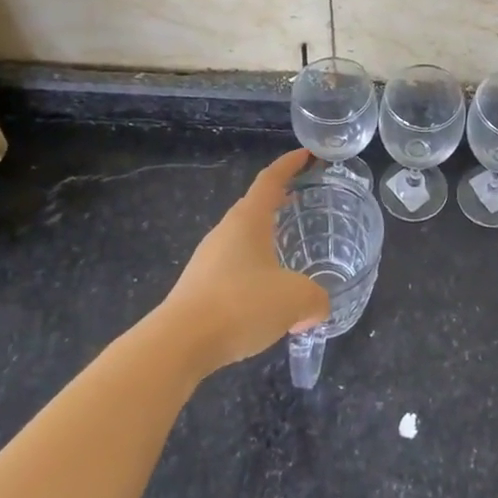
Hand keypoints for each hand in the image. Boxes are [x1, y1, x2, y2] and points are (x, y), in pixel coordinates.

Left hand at [157, 149, 330, 376]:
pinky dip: (254, 272)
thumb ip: (316, 299)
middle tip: (303, 201)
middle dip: (279, 201)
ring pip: (243, 240)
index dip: (290, 164)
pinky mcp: (199, 287)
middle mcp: (226, 232)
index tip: (307, 154)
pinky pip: (234, 268)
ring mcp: (208, 259)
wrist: (179, 343)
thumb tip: (317, 307)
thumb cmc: (241, 304)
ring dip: (266, 240)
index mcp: (248, 220)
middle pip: (254, 207)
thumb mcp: (295, 299)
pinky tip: (267, 298)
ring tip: (289, 253)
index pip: (271, 180)